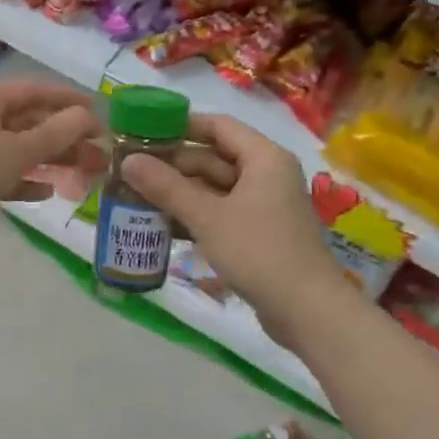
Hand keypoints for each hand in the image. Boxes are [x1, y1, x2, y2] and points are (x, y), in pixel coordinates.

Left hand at [0, 81, 100, 261]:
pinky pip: (4, 174)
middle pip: (30, 121)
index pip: (36, 91)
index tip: (101, 114)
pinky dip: (26, 180)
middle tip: (99, 152)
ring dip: (51, 159)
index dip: (69, 101)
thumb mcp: (17, 150)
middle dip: (65, 135)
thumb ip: (56, 133)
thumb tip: (87, 116)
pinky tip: (48, 192)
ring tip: (84, 173)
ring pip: (19, 149)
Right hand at [119, 114, 340, 342]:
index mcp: (264, 158)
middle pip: (214, 157)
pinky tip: (163, 224)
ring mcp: (265, 205)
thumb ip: (166, 187)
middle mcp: (267, 174)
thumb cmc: (260, 252)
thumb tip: (128, 160)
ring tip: (138, 196)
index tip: (144, 131)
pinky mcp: (260, 232)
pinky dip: (196, 214)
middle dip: (174, 164)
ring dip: (181, 192)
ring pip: (216, 187)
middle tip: (132, 169)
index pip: (218, 125)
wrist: (310, 313)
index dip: (181, 125)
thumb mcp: (207, 217)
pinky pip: (222, 211)